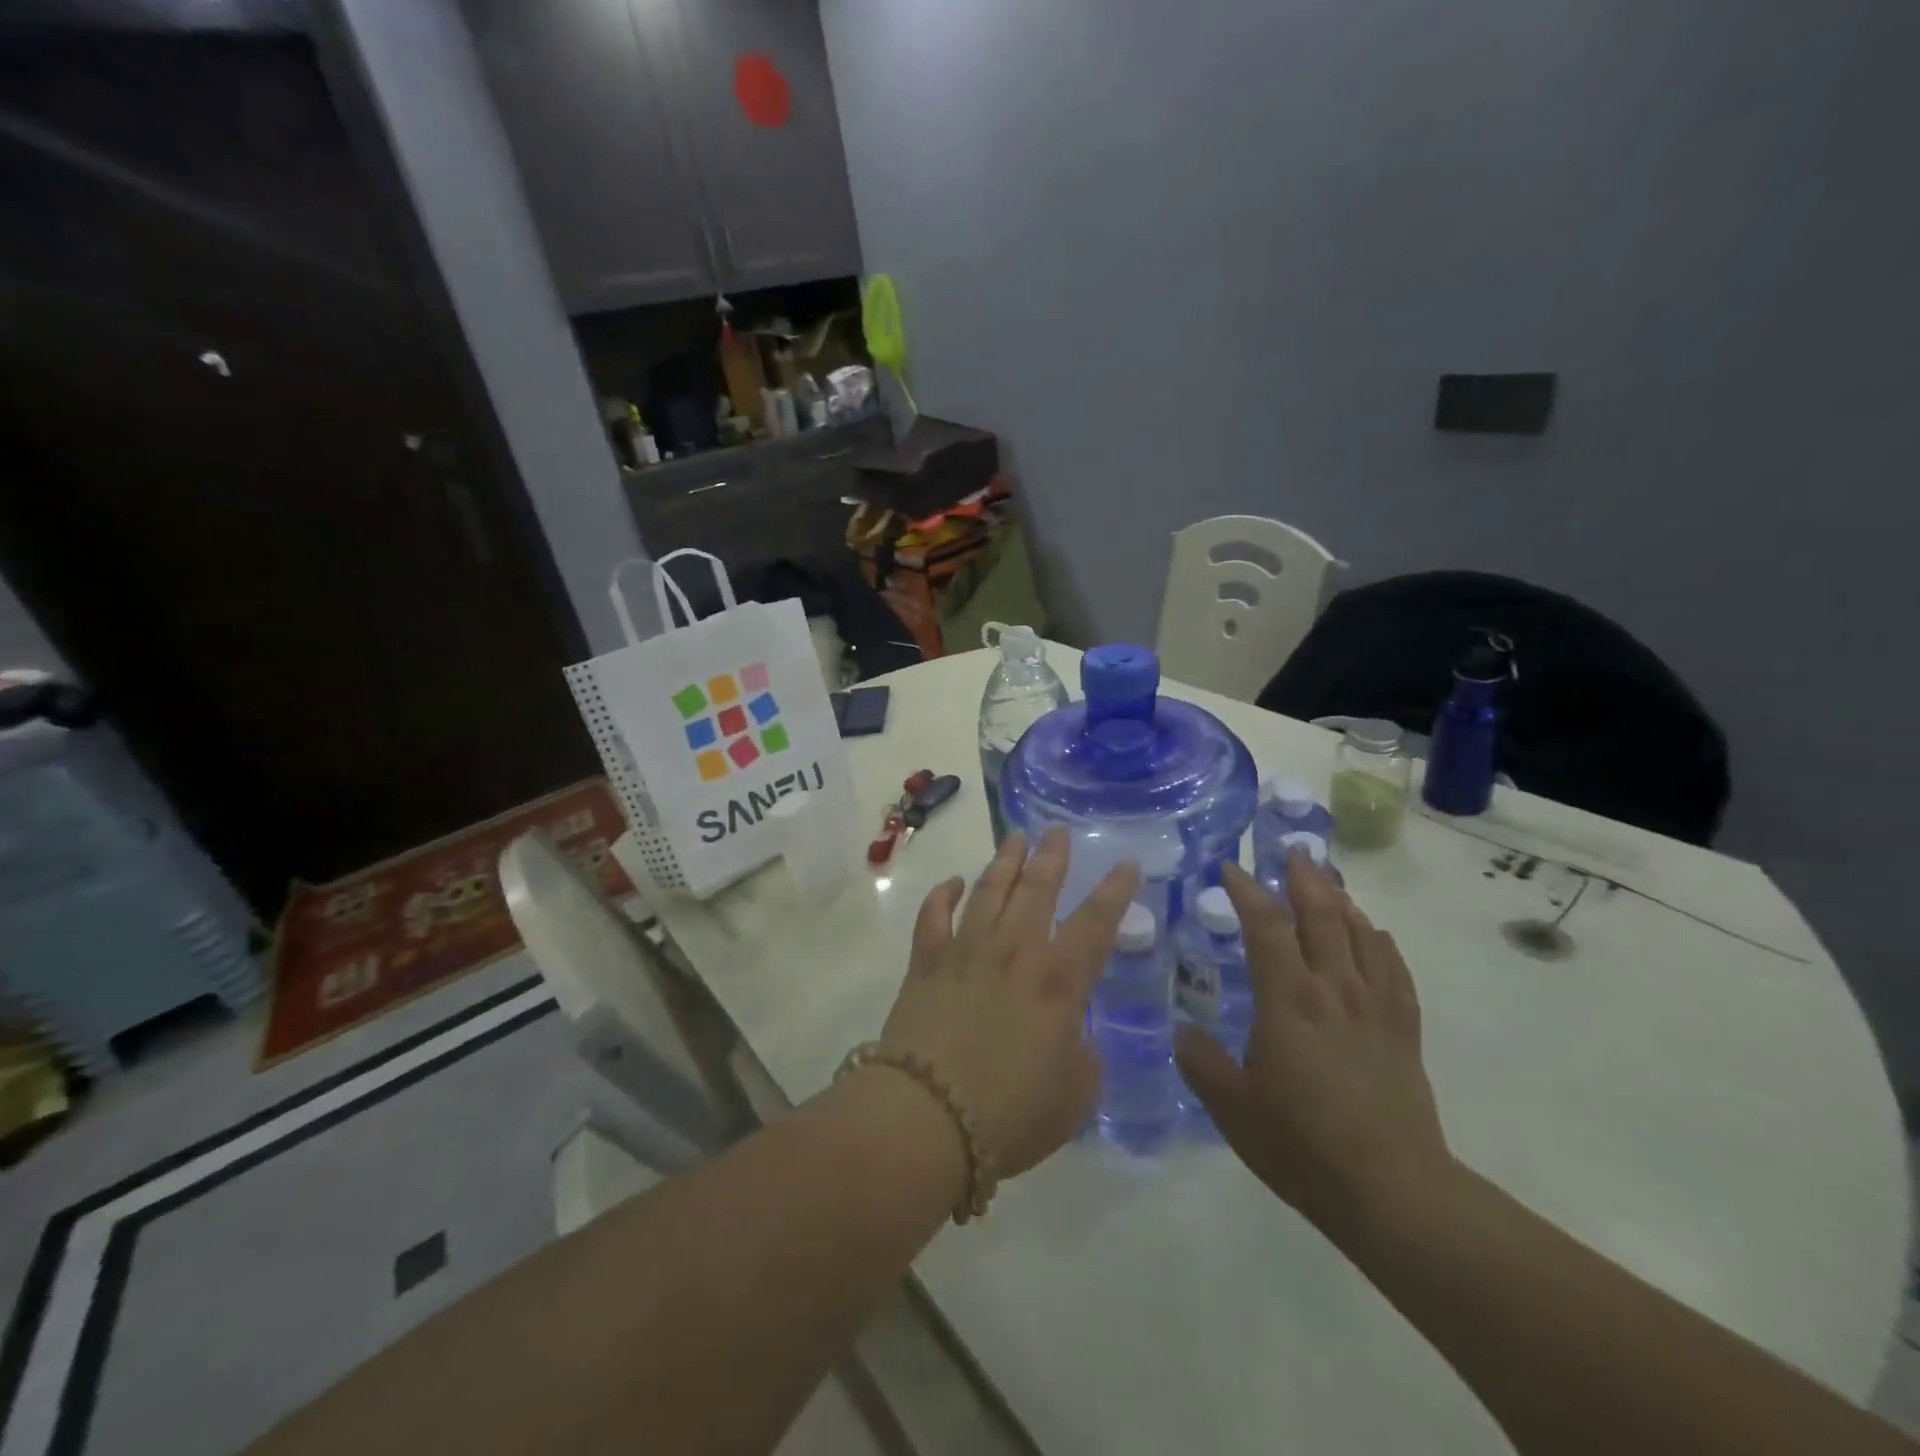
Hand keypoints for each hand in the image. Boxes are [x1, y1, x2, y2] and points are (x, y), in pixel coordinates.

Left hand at [880, 827, 1138, 1179]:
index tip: (1126, 862)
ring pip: (989, 890)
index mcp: (1059, 981)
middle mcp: (1014, 951)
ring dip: (1005, 861)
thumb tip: (1071, 1035)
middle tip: (1057, 830)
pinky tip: (953, 883)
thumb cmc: (1011, 1113)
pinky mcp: (926, 962)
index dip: (1115, 891)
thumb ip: (1082, 1057)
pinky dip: (944, 894)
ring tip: (1015, 838)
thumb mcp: (1074, 1095)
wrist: (928, 1117)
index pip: (1096, 923)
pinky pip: (933, 915)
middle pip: (1037, 889)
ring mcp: (966, 950)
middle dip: (1052, 856)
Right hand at [1176, 854, 1450, 1231]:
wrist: (1393, 1192)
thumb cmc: (1302, 1145)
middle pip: (1322, 918)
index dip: (1248, 891)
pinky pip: (1395, 973)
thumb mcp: (1232, 1107)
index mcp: (1287, 1001)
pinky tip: (1377, 935)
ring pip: (1361, 938)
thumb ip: (1201, 1062)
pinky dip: (1382, 945)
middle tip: (1292, 851)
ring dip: (1342, 902)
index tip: (1231, 867)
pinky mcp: (1403, 1034)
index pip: (1266, 927)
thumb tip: (1184, 1031)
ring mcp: (1374, 1010)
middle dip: (1304, 880)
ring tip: (1328, 881)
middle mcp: (1332, 991)